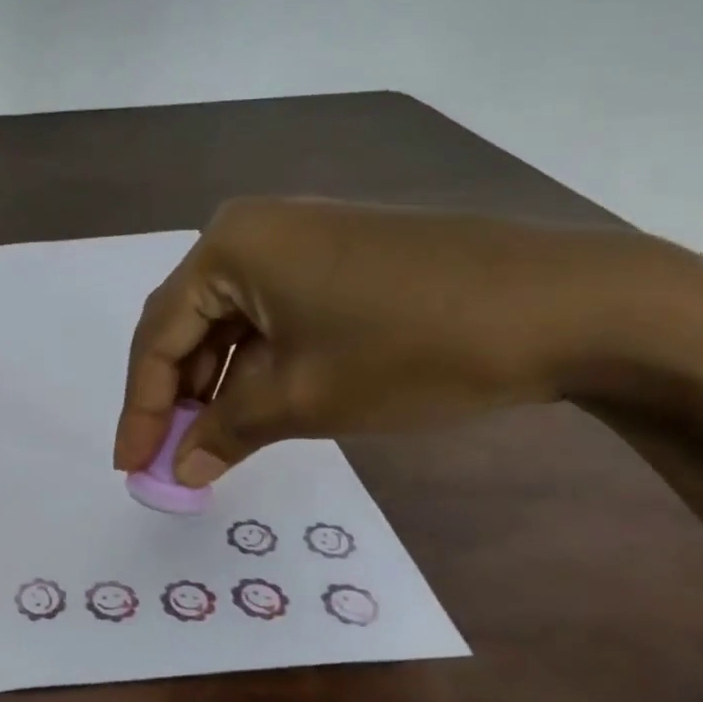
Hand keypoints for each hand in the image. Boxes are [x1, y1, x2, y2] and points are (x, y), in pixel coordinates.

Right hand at [114, 196, 702, 484]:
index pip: (158, 335)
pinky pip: (273, 316)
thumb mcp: (305, 398)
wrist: (573, 305)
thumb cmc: (415, 347)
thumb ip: (226, 432)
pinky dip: (259, 366)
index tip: (129, 466)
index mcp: (228, 247)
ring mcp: (299, 239)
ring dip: (217, 386)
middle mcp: (252, 231)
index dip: (140, 407)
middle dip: (177, 397)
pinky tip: (258, 408)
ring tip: (211, 445)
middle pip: (189, 325)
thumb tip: (179, 471)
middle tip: (169, 460)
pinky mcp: (338, 258)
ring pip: (232, 323)